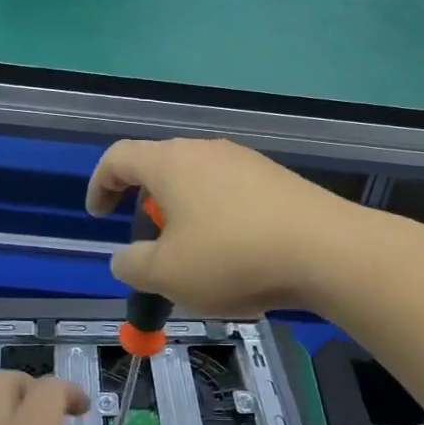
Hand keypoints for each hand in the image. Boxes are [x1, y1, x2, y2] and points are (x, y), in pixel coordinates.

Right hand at [86, 138, 359, 316]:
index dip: (100, 185)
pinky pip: (233, 198)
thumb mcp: (167, 274)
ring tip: (198, 264)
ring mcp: (246, 162)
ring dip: (187, 221)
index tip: (98, 216)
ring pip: (200, 187)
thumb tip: (124, 258)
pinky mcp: (277, 180)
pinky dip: (220, 224)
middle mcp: (207, 150)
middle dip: (148, 211)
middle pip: (162, 171)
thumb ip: (132, 265)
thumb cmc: (231, 257)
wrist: (325, 250)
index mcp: (171, 163)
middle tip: (153, 250)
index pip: (118, 158)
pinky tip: (238, 261)